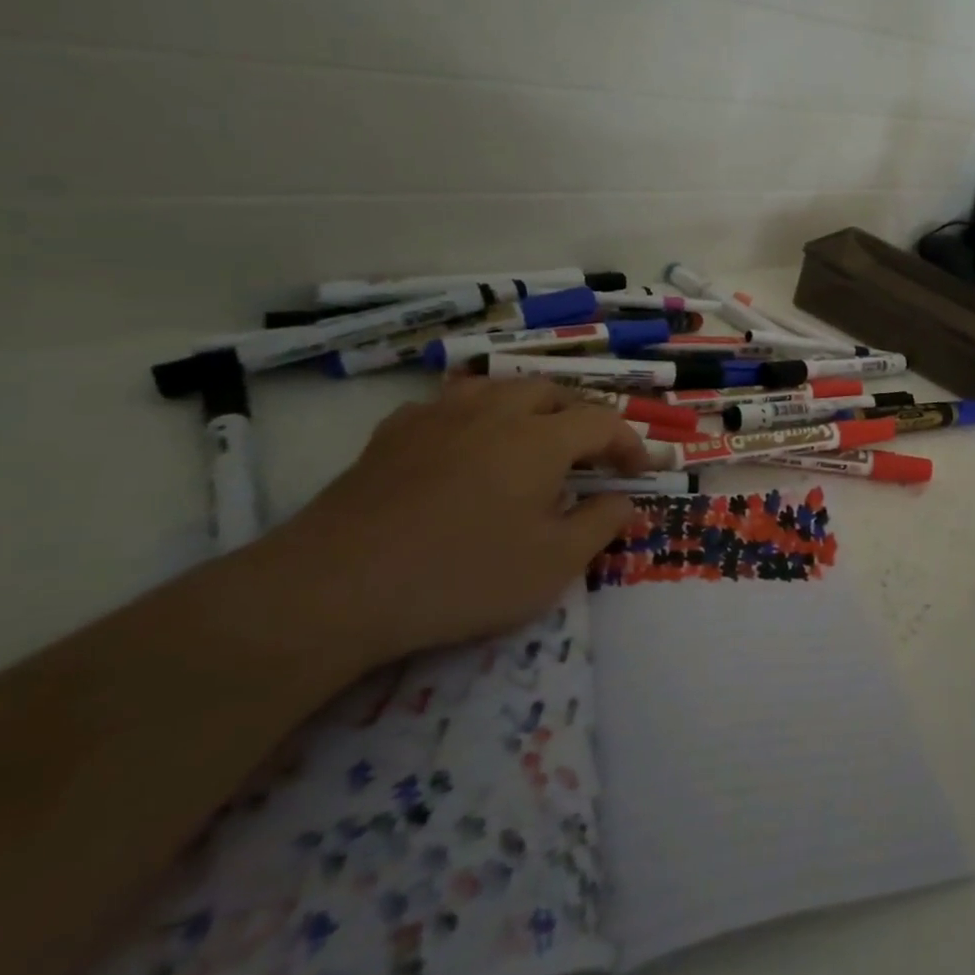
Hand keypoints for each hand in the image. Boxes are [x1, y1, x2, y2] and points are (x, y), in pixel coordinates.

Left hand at [256, 378, 650, 672]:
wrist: (334, 587)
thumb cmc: (462, 575)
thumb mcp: (553, 564)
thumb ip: (601, 525)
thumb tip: (627, 502)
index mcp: (541, 438)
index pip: (602, 423)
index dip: (628, 443)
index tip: (639, 471)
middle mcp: (495, 412)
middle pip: (550, 393)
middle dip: (580, 417)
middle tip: (588, 454)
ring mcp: (438, 417)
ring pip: (496, 387)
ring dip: (527, 406)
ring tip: (531, 435)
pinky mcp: (392, 435)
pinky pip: (446, 405)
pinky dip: (471, 416)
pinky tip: (463, 443)